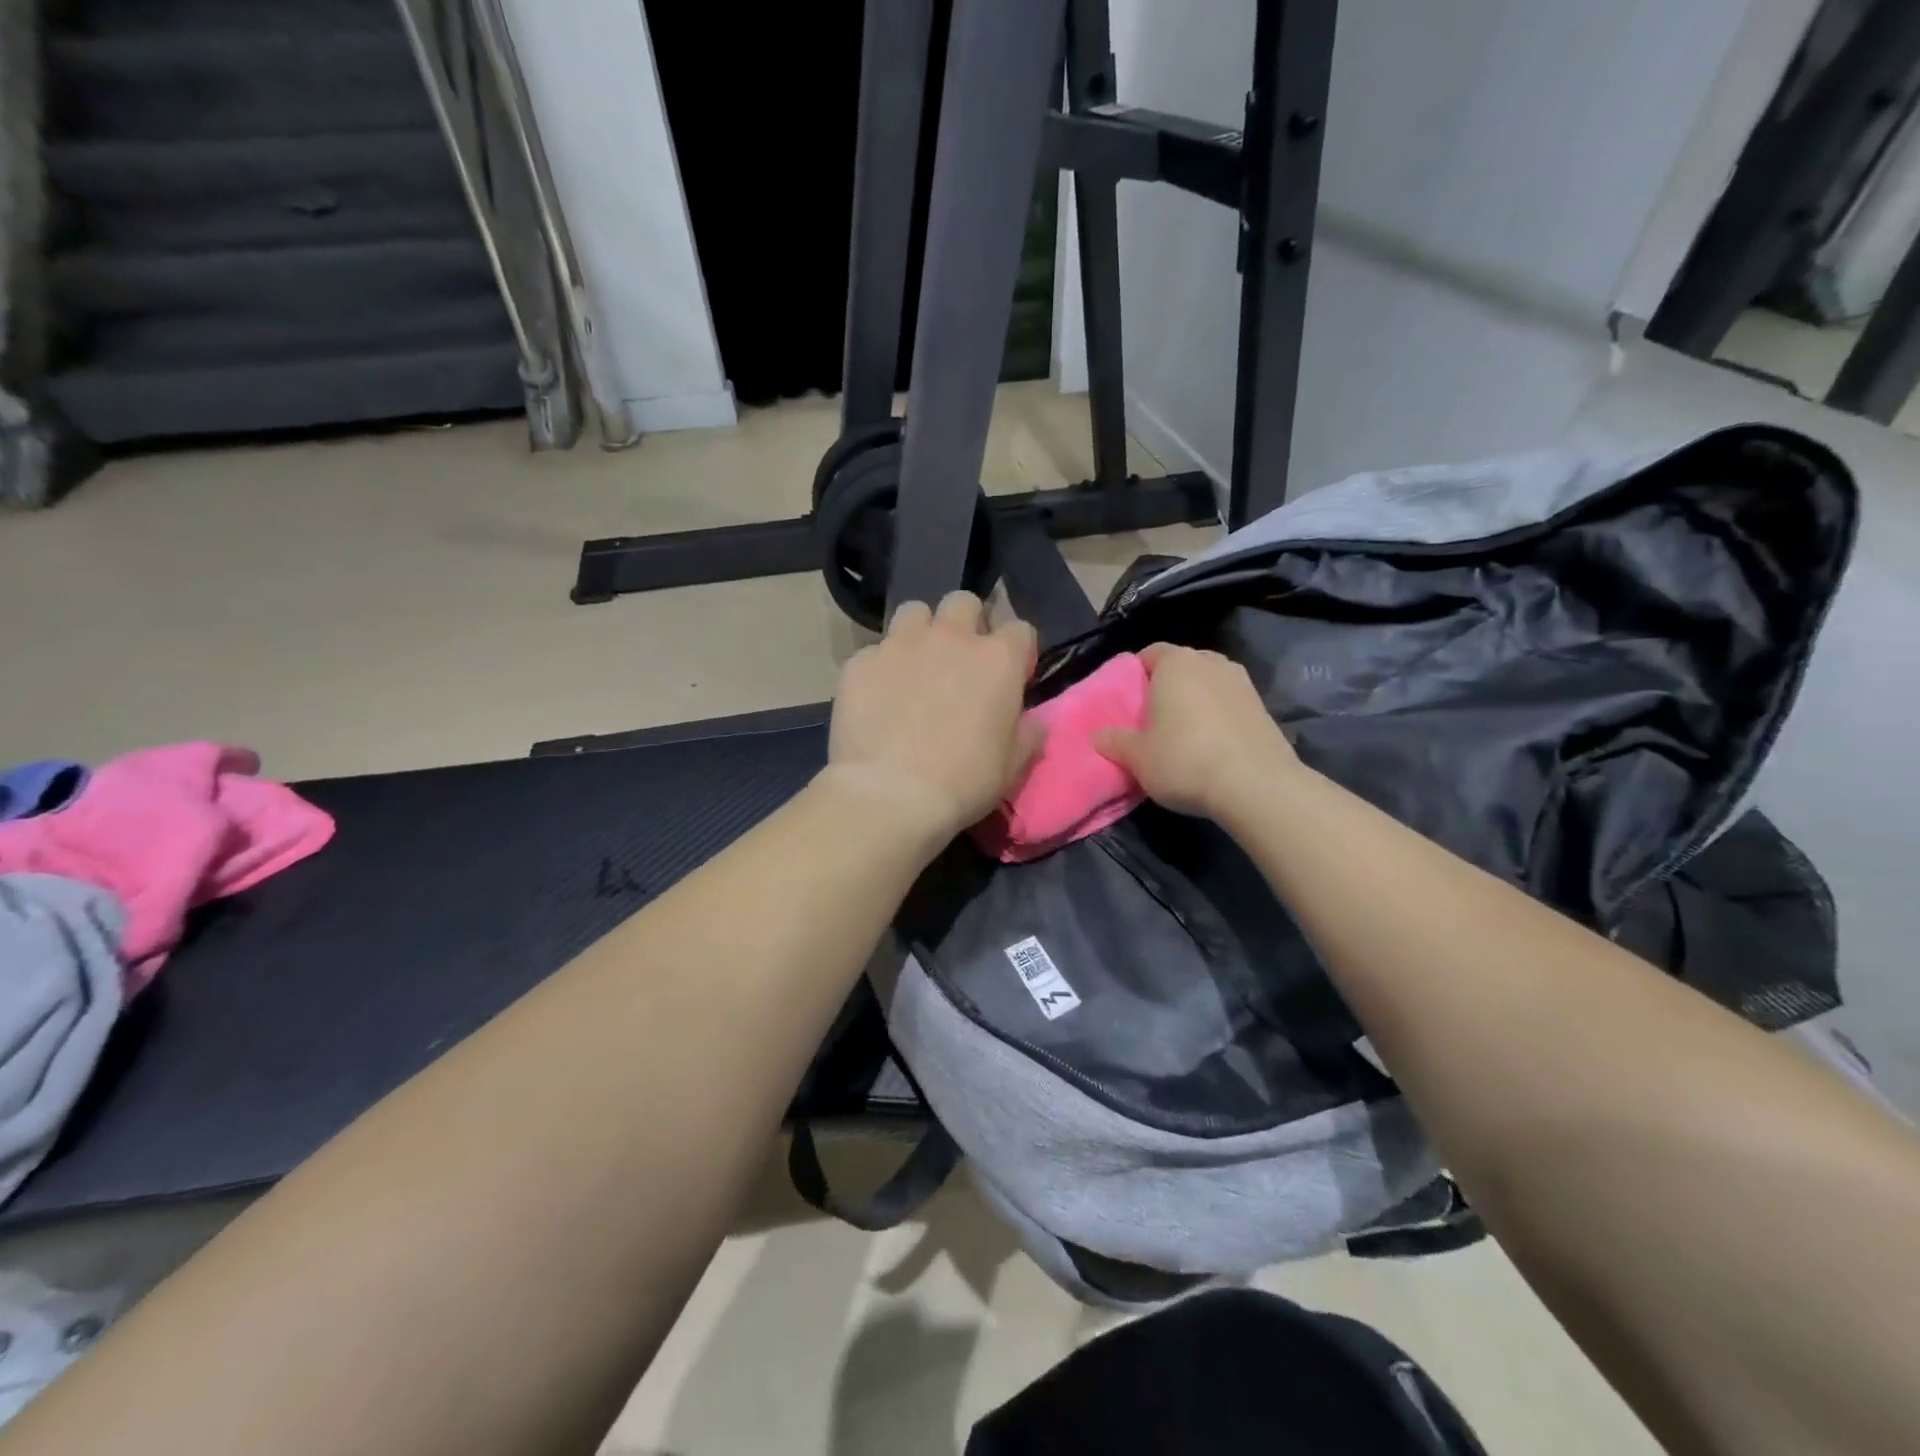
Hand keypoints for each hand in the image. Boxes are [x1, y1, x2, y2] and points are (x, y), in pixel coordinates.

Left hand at [824, 592, 1043, 843]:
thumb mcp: (1013, 764)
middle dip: (965, 623)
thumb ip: (1028, 732)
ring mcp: (900, 644)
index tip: (1010, 678)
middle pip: (963, 603)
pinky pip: (874, 651)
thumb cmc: (963, 782)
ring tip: (914, 667)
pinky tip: (876, 699)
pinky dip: (880, 668)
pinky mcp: (860, 661)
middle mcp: (950, 638)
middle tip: (958, 662)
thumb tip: (1033, 720)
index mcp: (997, 659)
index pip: (1020, 629)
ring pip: (914, 612)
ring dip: (920, 632)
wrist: (891, 795)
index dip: (1017, 652)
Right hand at [1095, 643, 1298, 818]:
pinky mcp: (1264, 708)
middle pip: (1182, 666)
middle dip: (1167, 686)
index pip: (1150, 653)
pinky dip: (1218, 716)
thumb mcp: (1137, 757)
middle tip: (1152, 717)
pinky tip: (1211, 746)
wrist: (1256, 786)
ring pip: (1208, 684)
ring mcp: (1242, 683)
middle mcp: (1211, 663)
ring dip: (1195, 701)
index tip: (1127, 699)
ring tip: (1183, 732)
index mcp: (1176, 664)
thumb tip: (1099, 736)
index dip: (1135, 673)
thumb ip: (1115, 742)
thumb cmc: (1184, 760)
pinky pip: (1229, 704)